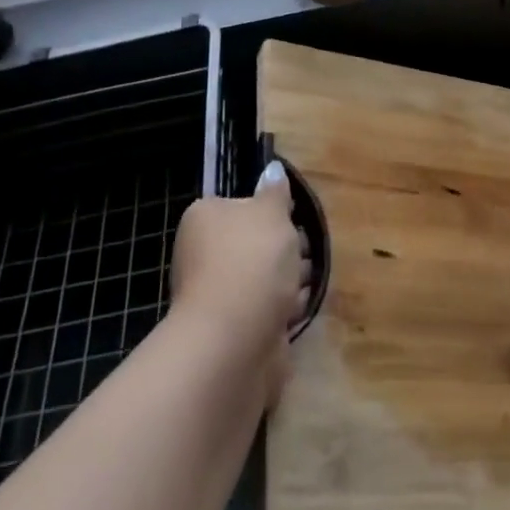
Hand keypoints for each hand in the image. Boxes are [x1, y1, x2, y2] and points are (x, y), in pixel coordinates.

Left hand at [170, 164, 310, 403]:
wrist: (235, 340)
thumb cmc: (251, 260)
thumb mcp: (271, 213)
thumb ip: (275, 192)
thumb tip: (272, 169)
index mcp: (204, 219)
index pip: (238, 204)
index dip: (269, 210)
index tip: (293, 216)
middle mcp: (201, 255)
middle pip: (251, 242)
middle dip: (282, 246)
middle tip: (306, 248)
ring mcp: (215, 296)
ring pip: (260, 278)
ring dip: (286, 278)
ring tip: (307, 277)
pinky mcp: (232, 332)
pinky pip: (264, 310)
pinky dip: (282, 308)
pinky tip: (299, 307)